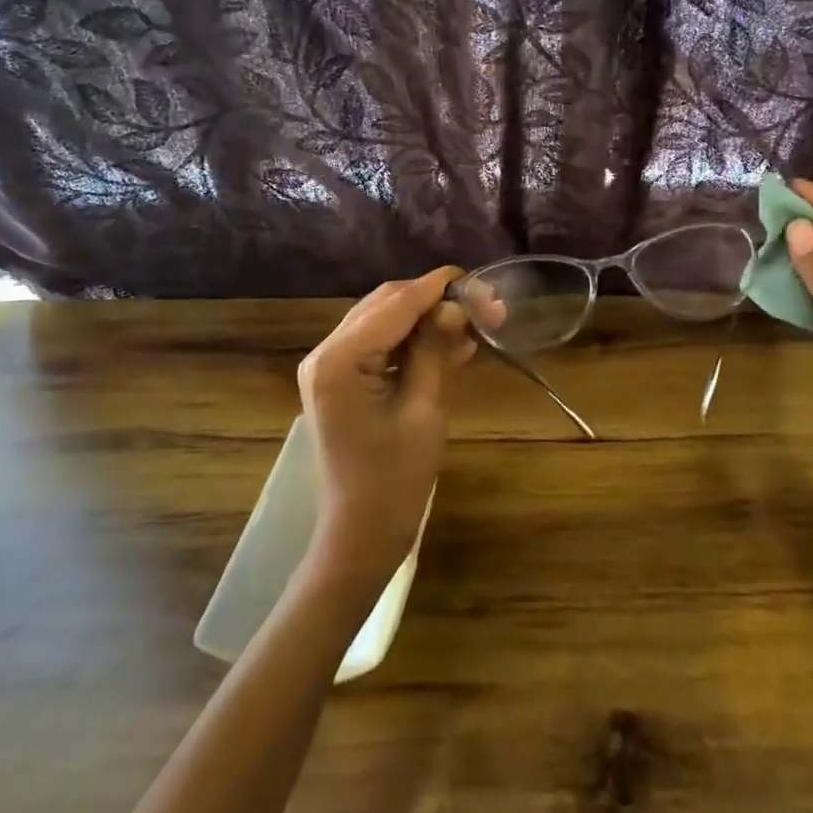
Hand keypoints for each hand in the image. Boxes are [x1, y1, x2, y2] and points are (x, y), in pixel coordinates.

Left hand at [295, 268, 478, 592]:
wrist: (361, 534)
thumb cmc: (395, 479)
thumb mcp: (423, 409)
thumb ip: (434, 350)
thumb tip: (455, 306)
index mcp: (340, 359)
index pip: (395, 304)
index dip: (437, 287)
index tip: (477, 277)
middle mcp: (326, 353)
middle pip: (387, 305)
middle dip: (436, 302)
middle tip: (486, 306)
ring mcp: (331, 367)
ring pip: (385, 322)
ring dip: (428, 320)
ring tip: (477, 324)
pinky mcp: (342, 382)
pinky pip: (381, 347)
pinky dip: (414, 342)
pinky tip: (454, 346)